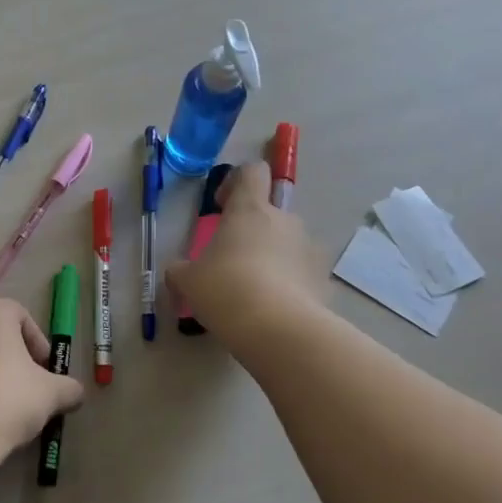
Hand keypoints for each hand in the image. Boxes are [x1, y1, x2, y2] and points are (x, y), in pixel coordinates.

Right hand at [165, 163, 328, 344]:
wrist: (279, 330)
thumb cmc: (226, 289)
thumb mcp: (187, 280)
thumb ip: (180, 270)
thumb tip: (178, 271)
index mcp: (250, 210)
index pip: (252, 172)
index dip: (236, 182)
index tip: (222, 206)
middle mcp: (284, 220)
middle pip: (270, 211)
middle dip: (252, 230)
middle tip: (231, 259)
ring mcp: (308, 249)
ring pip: (287, 242)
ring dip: (272, 256)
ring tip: (252, 289)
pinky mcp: (323, 279)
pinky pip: (301, 272)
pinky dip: (288, 283)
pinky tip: (271, 309)